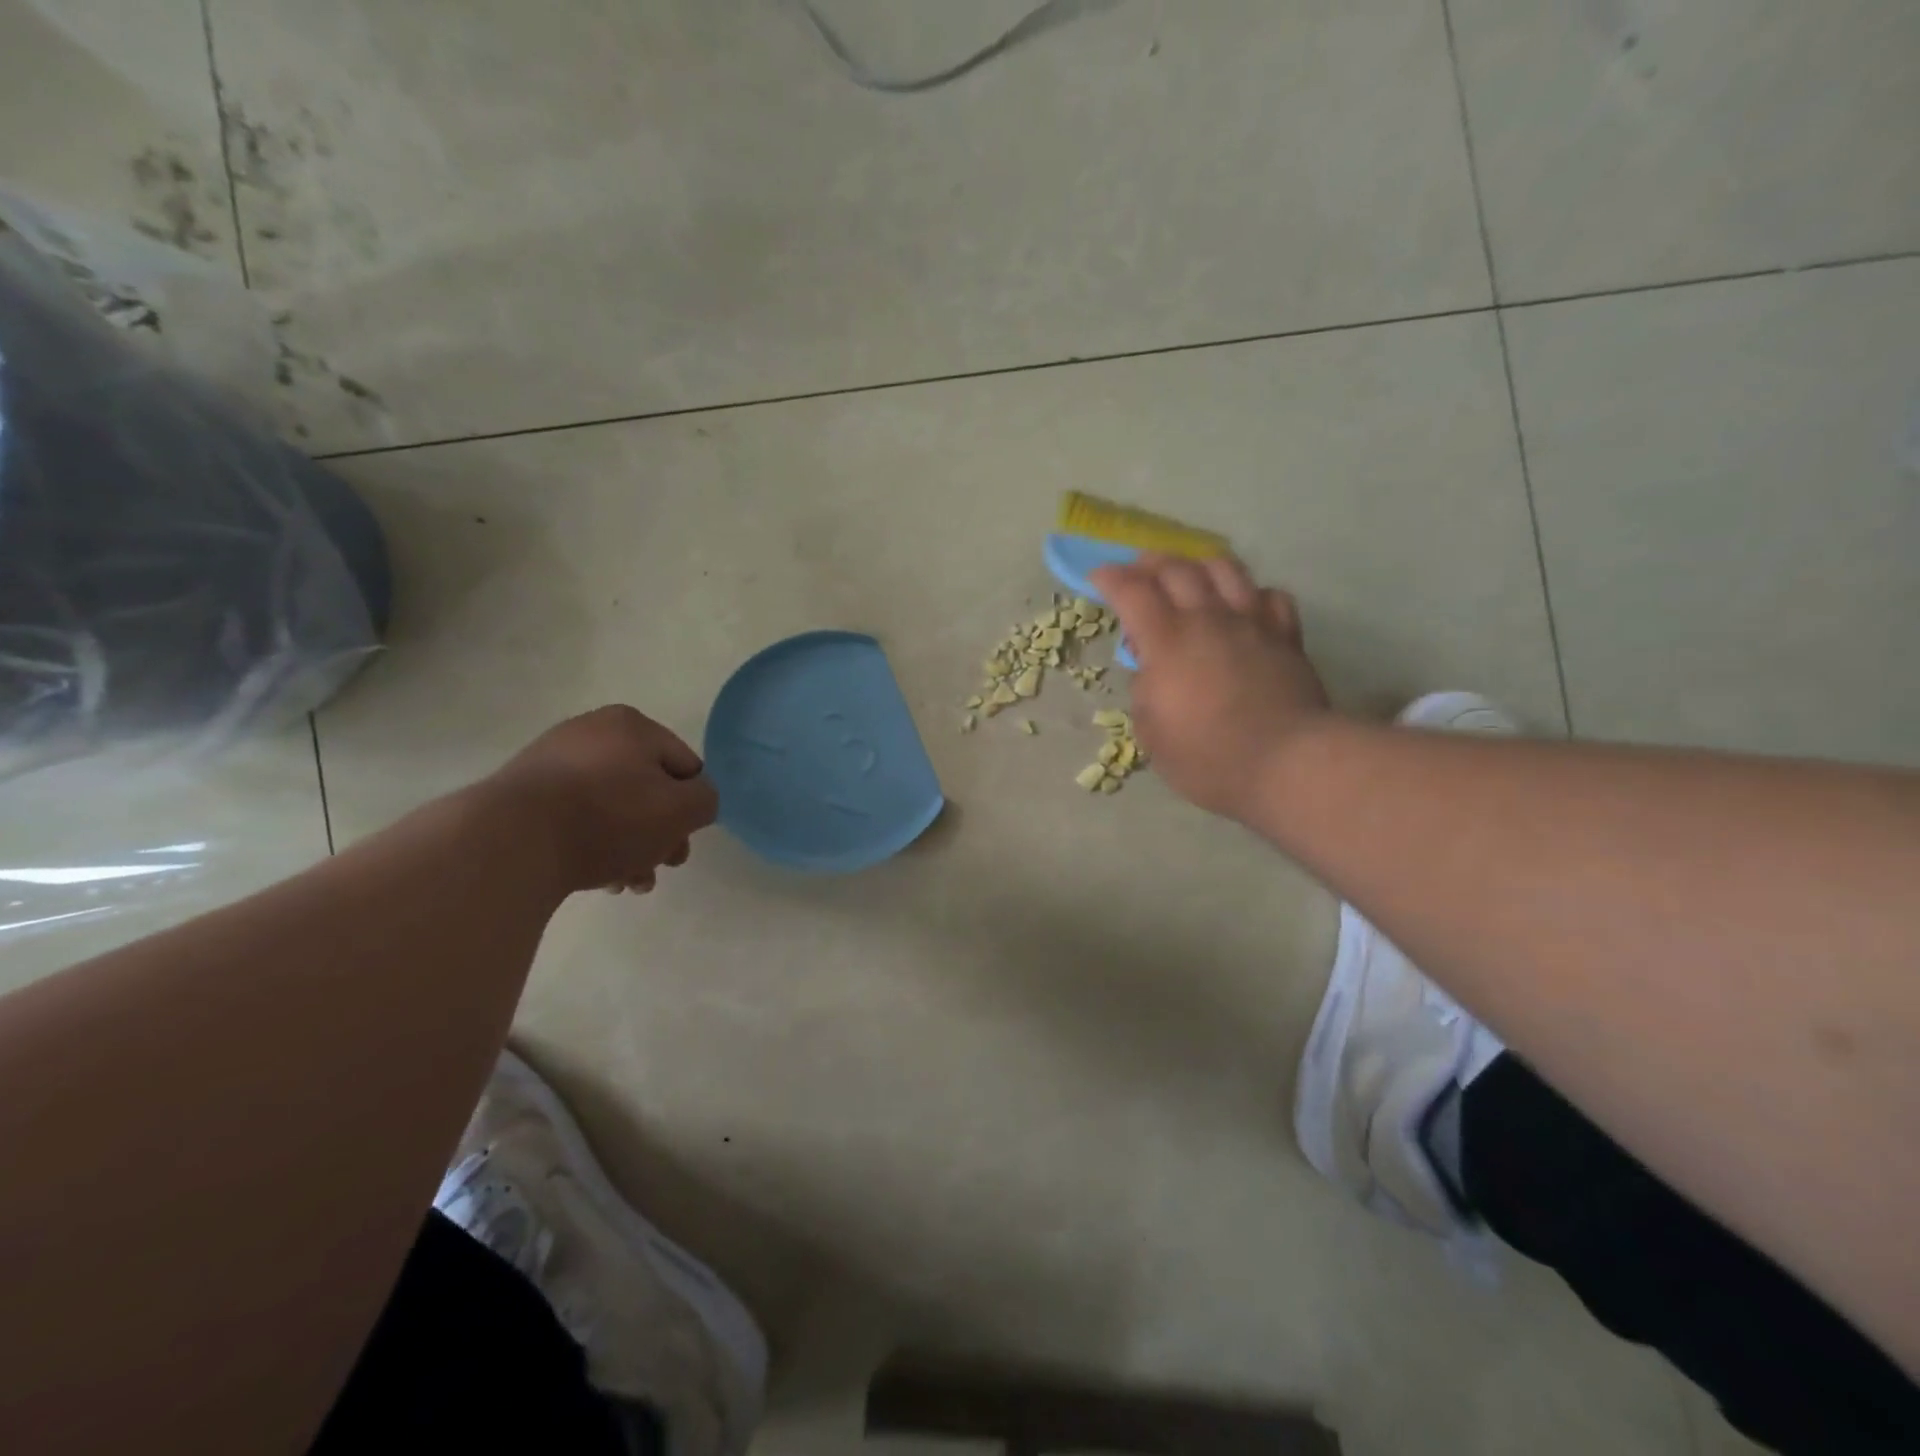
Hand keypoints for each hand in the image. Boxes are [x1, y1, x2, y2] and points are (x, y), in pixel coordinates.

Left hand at [487, 705, 719, 894]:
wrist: (510, 842)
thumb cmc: (610, 817)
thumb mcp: (682, 809)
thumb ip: (706, 800)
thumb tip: (694, 801)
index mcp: (631, 725)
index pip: (684, 766)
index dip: (691, 807)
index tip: (682, 841)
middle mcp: (590, 733)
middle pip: (647, 789)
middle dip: (659, 833)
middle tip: (661, 866)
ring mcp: (551, 762)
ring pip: (612, 808)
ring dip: (630, 846)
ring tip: (627, 884)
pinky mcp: (523, 795)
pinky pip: (576, 818)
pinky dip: (593, 844)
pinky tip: (597, 878)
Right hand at [1091, 554, 1333, 822]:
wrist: (1286, 763)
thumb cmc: (1207, 757)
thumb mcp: (1152, 733)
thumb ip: (1144, 692)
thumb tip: (1151, 670)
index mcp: (1167, 641)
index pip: (1132, 591)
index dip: (1111, 578)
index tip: (1099, 578)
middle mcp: (1208, 619)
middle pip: (1176, 568)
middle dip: (1149, 564)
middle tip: (1138, 573)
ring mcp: (1251, 623)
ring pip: (1225, 569)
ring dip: (1199, 566)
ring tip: (1190, 579)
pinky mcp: (1285, 636)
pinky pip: (1269, 596)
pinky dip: (1250, 594)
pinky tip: (1244, 608)